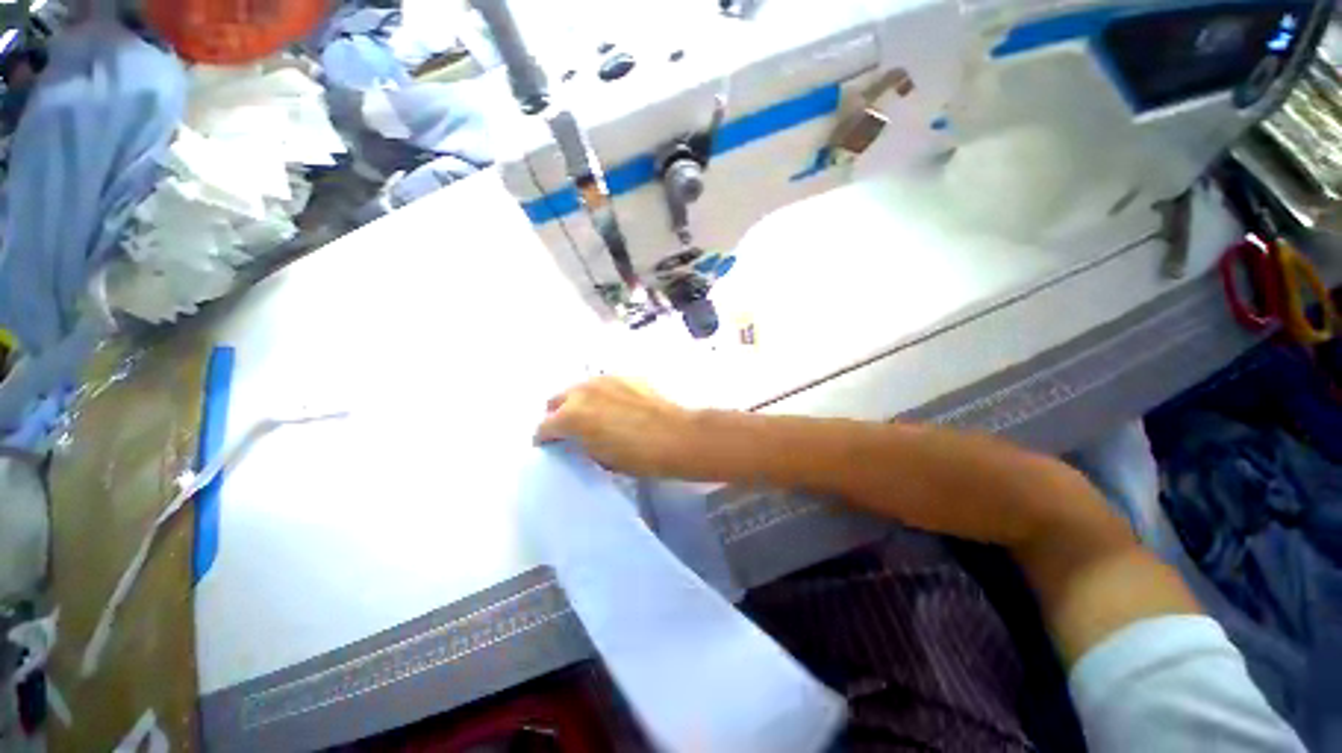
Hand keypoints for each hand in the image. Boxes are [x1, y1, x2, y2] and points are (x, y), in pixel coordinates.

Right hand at [535, 377, 703, 477]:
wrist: (676, 436)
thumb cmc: (637, 456)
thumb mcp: (599, 458)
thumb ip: (580, 444)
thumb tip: (576, 440)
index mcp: (571, 416)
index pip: (544, 427)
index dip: (545, 439)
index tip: (550, 446)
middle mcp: (582, 391)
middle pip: (556, 401)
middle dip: (558, 415)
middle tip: (569, 430)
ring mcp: (604, 380)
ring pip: (580, 389)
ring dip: (579, 402)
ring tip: (593, 416)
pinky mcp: (625, 376)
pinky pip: (604, 385)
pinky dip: (601, 395)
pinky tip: (616, 407)